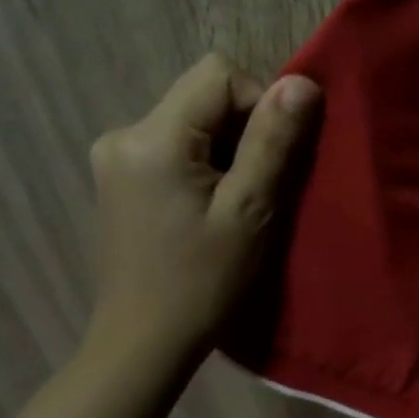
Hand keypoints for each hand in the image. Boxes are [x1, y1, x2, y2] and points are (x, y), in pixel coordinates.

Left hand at [85, 53, 319, 364]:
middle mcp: (124, 133)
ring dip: (228, 149)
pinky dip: (206, 162)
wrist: (144, 342)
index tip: (271, 160)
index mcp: (152, 137)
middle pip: (205, 95)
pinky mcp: (120, 176)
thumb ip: (274, 141)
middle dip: (245, 130)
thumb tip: (302, 82)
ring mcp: (116, 155)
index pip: (219, 75)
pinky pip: (177, 143)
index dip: (260, 104)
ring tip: (236, 202)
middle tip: (258, 187)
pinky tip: (211, 206)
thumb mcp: (250, 210)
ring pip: (194, 120)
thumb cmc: (203, 282)